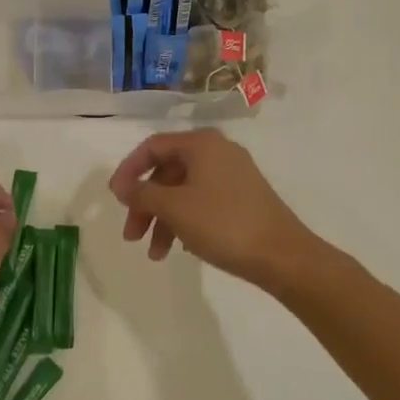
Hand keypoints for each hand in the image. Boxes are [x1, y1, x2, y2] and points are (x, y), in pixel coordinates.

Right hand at [108, 129, 314, 292]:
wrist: (283, 256)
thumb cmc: (223, 224)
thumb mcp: (174, 208)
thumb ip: (143, 194)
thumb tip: (123, 187)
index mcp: (201, 144)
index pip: (153, 147)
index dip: (129, 171)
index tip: (115, 199)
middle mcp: (217, 151)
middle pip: (167, 172)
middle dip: (146, 204)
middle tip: (132, 235)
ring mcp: (233, 175)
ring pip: (184, 191)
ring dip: (163, 219)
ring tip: (155, 254)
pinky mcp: (243, 198)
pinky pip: (202, 202)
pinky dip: (185, 221)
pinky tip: (180, 248)